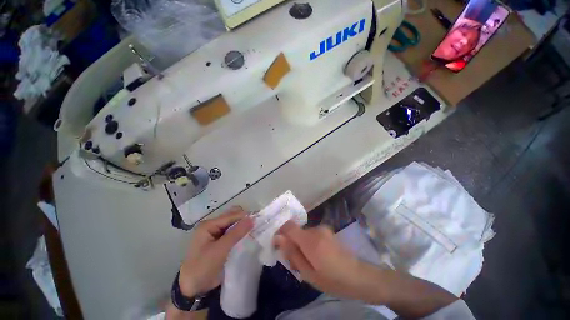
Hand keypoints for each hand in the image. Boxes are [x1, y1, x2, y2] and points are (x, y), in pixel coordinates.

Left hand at [178, 208, 253, 296]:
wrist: (192, 289)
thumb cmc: (203, 268)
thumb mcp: (220, 250)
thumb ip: (236, 233)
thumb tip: (252, 218)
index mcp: (209, 225)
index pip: (231, 215)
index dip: (244, 216)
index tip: (259, 219)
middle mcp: (212, 226)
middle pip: (232, 217)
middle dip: (244, 220)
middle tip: (257, 225)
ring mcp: (216, 234)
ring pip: (233, 225)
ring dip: (243, 226)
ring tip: (255, 229)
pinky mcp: (220, 242)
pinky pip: (232, 233)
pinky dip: (240, 233)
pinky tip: (248, 236)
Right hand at [275, 221, 381, 301]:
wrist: (359, 276)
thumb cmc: (332, 280)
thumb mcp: (308, 273)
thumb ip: (292, 253)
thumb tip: (278, 238)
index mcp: (310, 240)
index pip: (289, 226)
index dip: (280, 232)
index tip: (277, 245)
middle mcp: (316, 229)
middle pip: (296, 232)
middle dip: (292, 244)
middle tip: (296, 263)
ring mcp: (323, 229)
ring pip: (303, 234)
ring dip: (301, 245)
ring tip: (307, 262)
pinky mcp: (328, 231)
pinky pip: (312, 235)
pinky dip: (309, 244)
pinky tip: (316, 257)